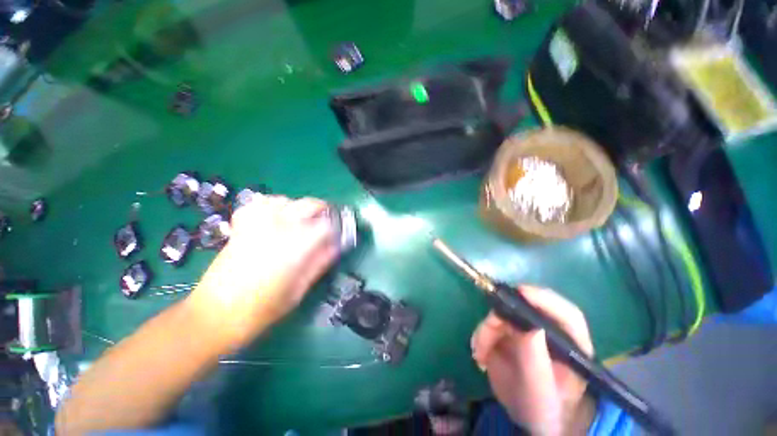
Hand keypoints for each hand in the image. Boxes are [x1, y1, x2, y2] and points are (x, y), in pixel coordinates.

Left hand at [186, 195, 338, 349]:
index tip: (340, 234)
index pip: (326, 225)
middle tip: (328, 223)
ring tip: (303, 220)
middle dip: (324, 210)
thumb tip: (335, 247)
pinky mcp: (241, 227)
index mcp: (294, 247)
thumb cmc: (260, 310)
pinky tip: (276, 215)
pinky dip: (272, 204)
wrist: (213, 316)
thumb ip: (319, 264)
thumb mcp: (298, 291)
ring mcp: (257, 224)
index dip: (337, 227)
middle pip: (308, 204)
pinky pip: (259, 204)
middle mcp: (278, 229)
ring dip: (299, 207)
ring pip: (286, 199)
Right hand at [471, 286, 595, 435]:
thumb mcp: (541, 392)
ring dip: (486, 331)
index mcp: (571, 344)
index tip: (521, 292)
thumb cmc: (544, 409)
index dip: (545, 299)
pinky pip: (490, 324)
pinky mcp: (508, 332)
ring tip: (480, 354)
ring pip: (501, 314)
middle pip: (525, 308)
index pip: (567, 315)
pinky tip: (480, 355)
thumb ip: (536, 362)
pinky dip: (481, 336)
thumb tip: (531, 327)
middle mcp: (549, 330)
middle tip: (486, 334)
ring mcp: (527, 329)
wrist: (529, 417)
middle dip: (501, 317)